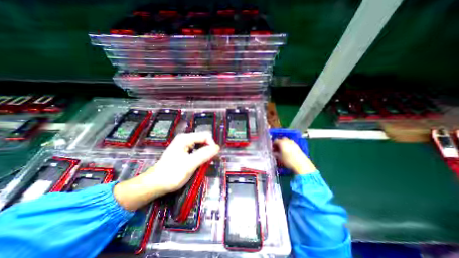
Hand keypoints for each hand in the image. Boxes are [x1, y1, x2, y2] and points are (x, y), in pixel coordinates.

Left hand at [116, 132, 221, 210]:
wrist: (155, 184)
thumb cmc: (171, 174)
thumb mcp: (189, 165)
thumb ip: (204, 155)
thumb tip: (217, 148)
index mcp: (185, 138)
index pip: (206, 136)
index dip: (211, 145)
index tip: (213, 157)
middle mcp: (185, 139)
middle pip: (203, 139)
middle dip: (208, 149)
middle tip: (207, 161)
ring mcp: (184, 144)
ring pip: (201, 144)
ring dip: (205, 152)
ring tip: (203, 163)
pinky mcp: (183, 150)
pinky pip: (197, 149)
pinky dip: (200, 155)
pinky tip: (198, 162)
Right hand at [271, 139, 315, 175]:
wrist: (301, 165)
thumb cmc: (288, 160)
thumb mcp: (279, 158)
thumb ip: (275, 154)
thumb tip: (274, 152)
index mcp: (281, 142)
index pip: (275, 141)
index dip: (273, 145)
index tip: (272, 149)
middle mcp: (287, 141)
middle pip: (281, 140)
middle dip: (279, 144)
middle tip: (277, 149)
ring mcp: (293, 143)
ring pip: (287, 142)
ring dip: (284, 145)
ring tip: (282, 151)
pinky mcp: (298, 146)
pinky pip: (291, 144)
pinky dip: (288, 146)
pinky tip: (288, 152)